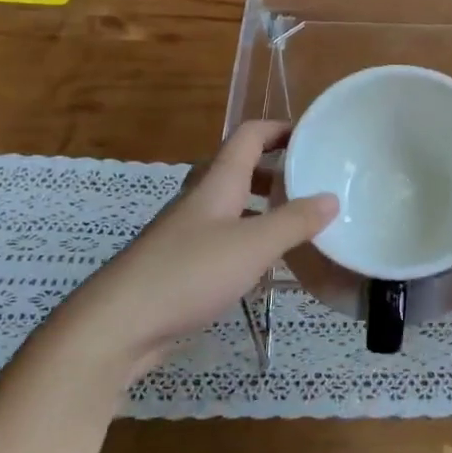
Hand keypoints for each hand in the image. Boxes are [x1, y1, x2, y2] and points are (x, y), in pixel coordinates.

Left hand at [75, 121, 336, 377]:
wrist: (119, 324)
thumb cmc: (189, 272)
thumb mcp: (253, 245)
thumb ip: (294, 221)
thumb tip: (332, 198)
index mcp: (217, 183)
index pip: (248, 135)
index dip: (279, 128)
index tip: (312, 136)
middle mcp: (200, 200)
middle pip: (238, 168)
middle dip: (274, 169)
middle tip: (309, 183)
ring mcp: (187, 233)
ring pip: (230, 205)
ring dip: (261, 206)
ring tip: (296, 223)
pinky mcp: (181, 264)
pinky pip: (222, 238)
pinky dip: (248, 240)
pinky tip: (265, 265)